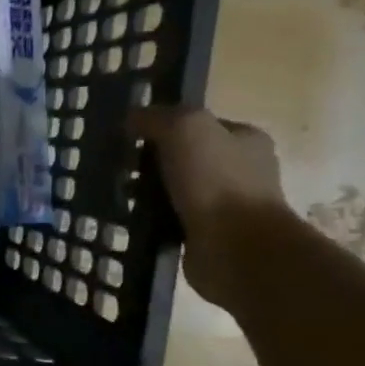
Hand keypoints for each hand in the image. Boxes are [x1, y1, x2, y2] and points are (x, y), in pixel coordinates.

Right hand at [131, 105, 292, 306]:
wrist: (236, 248)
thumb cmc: (216, 181)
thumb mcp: (184, 128)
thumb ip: (156, 117)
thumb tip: (131, 118)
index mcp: (245, 139)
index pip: (197, 124)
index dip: (163, 126)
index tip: (130, 135)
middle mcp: (241, 169)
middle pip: (185, 157)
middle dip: (152, 161)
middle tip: (120, 167)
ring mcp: (227, 205)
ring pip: (176, 189)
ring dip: (149, 192)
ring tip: (119, 194)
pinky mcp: (209, 235)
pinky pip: (172, 219)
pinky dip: (153, 219)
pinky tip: (132, 219)